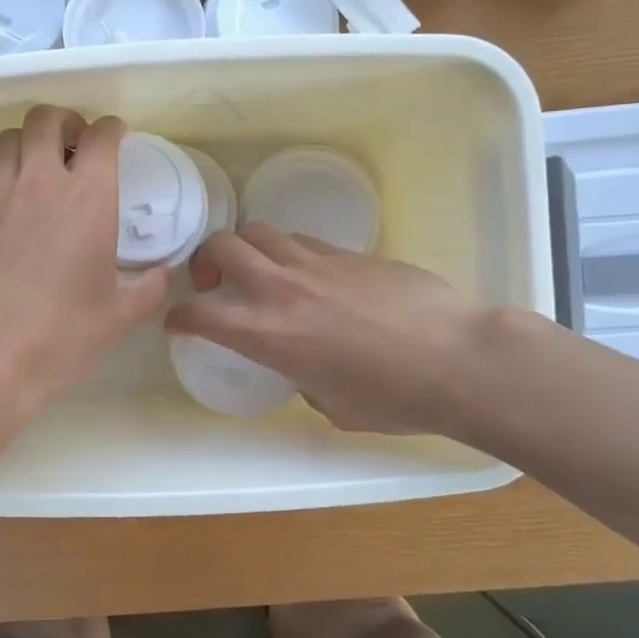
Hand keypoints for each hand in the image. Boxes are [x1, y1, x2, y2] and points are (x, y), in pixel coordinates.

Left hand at [0, 106, 171, 439]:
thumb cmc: (60, 339)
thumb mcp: (119, 318)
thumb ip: (150, 289)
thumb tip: (165, 274)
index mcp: (86, 200)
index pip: (99, 136)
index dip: (111, 128)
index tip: (116, 137)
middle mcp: (39, 185)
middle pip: (45, 119)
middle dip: (65, 120)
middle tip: (76, 143)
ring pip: (9, 141)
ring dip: (29, 142)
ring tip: (41, 167)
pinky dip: (6, 181)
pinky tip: (15, 216)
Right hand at [166, 225, 489, 435]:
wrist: (459, 360)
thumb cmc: (393, 399)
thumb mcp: (332, 406)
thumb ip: (302, 380)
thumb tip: (306, 369)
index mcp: (268, 335)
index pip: (200, 313)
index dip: (180, 317)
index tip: (180, 323)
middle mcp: (283, 289)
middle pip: (223, 245)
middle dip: (206, 260)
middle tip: (215, 282)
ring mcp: (319, 263)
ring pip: (263, 232)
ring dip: (248, 248)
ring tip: (261, 271)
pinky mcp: (352, 253)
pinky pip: (305, 241)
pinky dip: (292, 253)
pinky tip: (313, 279)